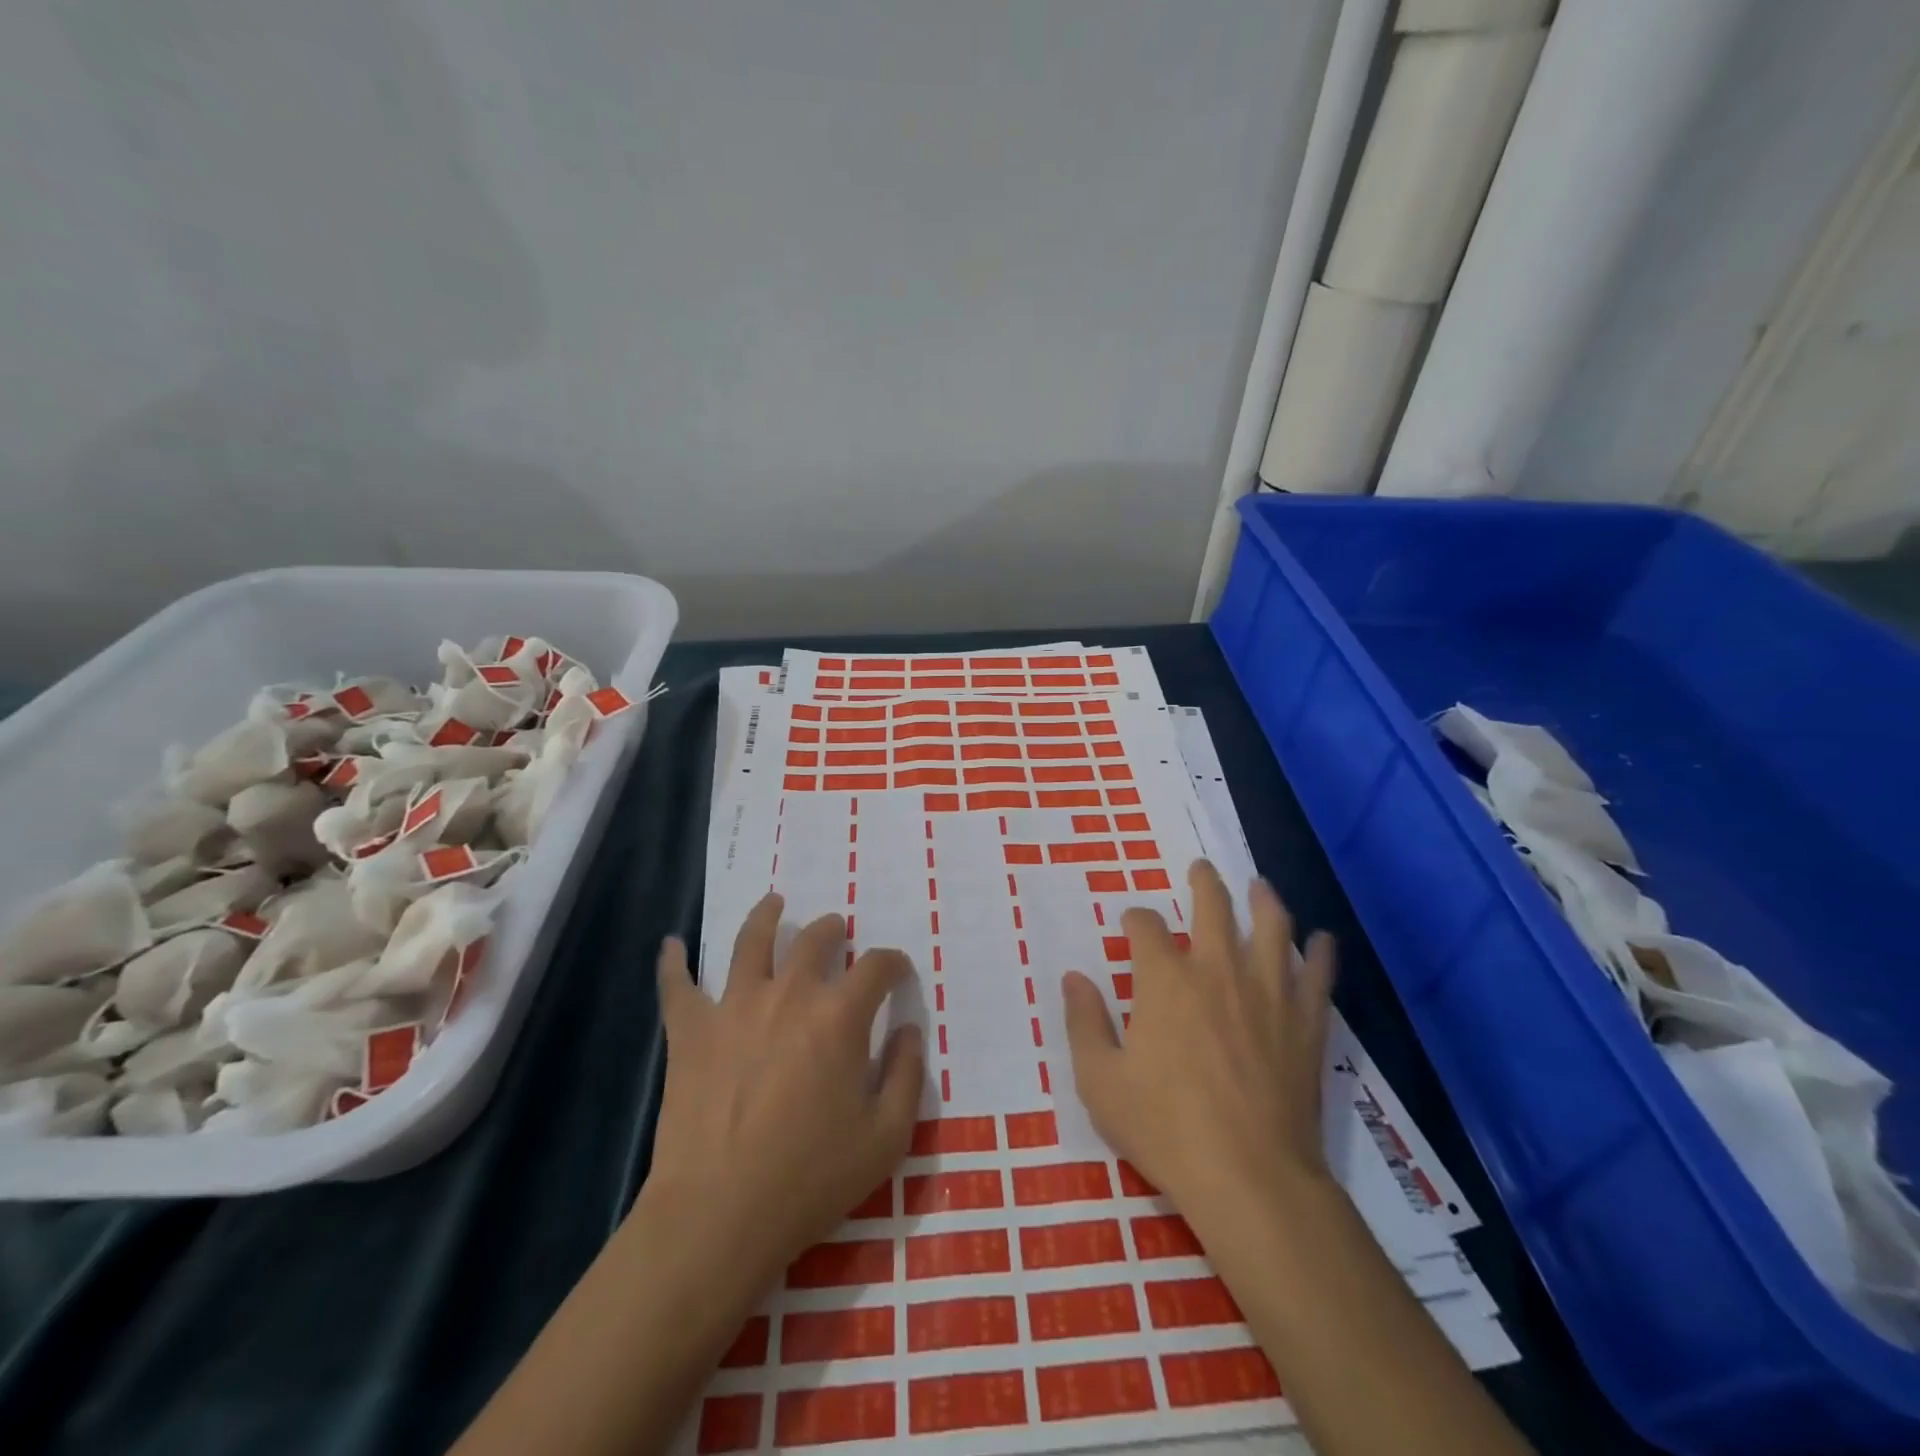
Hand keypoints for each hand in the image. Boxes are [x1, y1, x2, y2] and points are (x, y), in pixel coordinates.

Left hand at [643, 894, 923, 1301]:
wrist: (719, 1216)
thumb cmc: (811, 1178)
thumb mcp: (887, 1137)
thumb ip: (908, 1074)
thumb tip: (911, 1029)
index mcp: (840, 1016)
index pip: (877, 966)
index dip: (893, 963)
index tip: (897, 972)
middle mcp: (789, 994)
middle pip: (815, 939)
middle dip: (834, 931)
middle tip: (837, 934)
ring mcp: (734, 1006)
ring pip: (751, 941)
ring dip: (766, 916)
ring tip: (774, 904)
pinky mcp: (690, 1030)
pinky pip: (677, 985)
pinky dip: (672, 962)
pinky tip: (670, 944)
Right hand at [1062, 860, 1334, 1229]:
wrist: (1249, 1178)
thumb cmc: (1164, 1128)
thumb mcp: (1100, 1080)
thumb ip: (1083, 1022)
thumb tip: (1074, 977)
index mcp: (1164, 980)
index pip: (1146, 927)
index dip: (1136, 918)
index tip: (1132, 923)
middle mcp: (1216, 970)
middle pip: (1212, 907)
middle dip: (1203, 883)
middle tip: (1201, 868)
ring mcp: (1267, 993)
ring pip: (1271, 927)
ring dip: (1263, 900)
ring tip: (1259, 886)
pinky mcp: (1304, 1023)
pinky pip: (1317, 976)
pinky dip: (1320, 953)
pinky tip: (1322, 940)